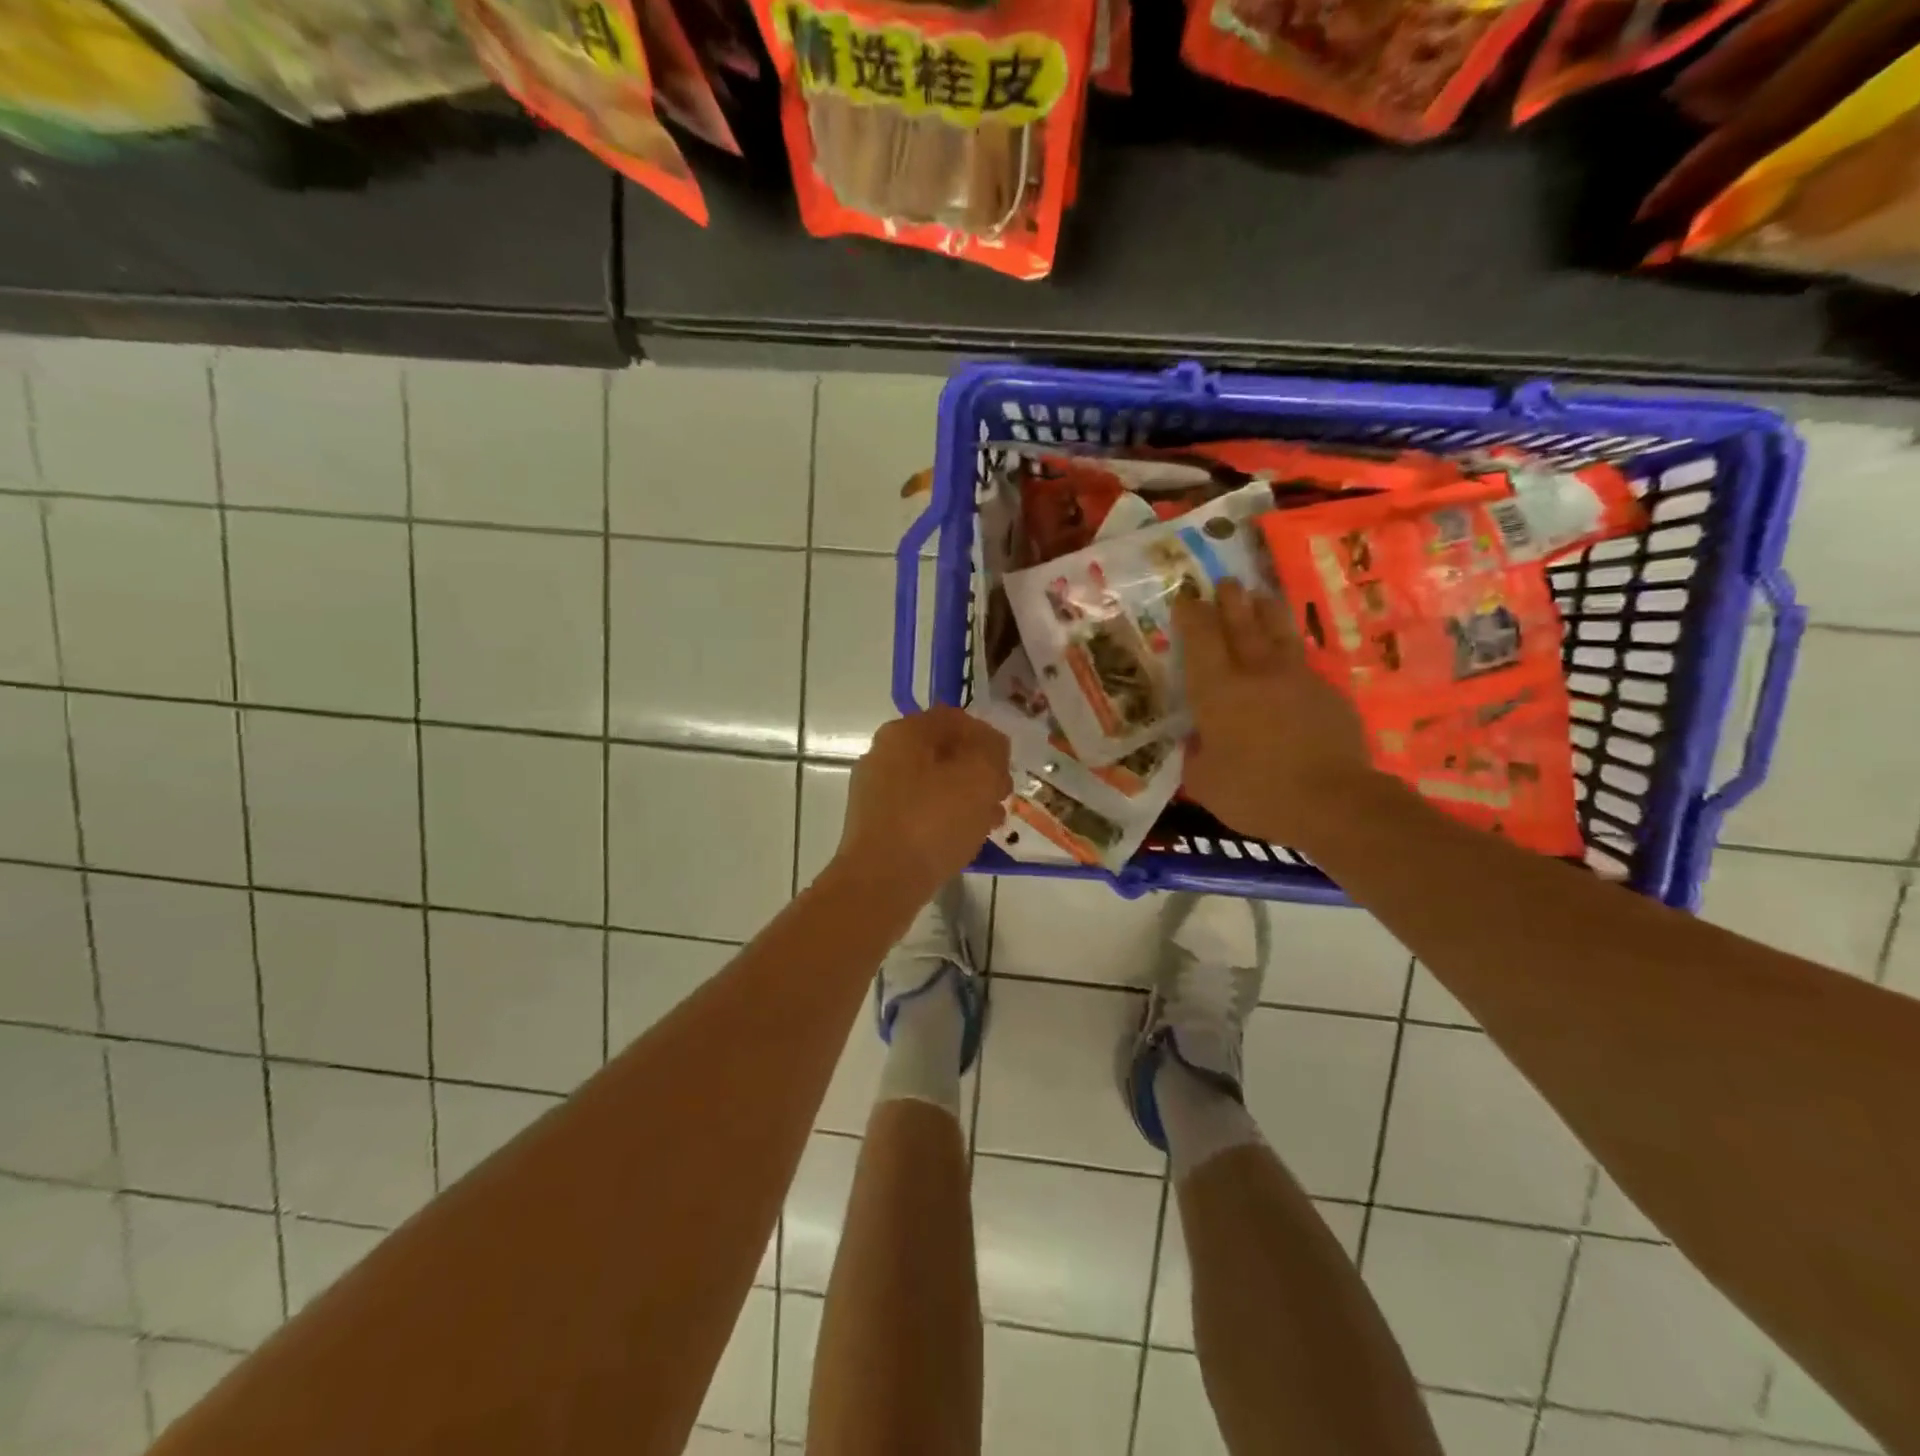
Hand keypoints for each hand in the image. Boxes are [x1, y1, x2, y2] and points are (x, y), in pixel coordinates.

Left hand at [836, 707, 1011, 901]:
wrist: (881, 883)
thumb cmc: (933, 821)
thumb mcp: (979, 776)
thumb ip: (992, 750)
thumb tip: (991, 746)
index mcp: (904, 733)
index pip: (955, 718)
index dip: (988, 737)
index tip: (1007, 765)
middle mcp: (883, 755)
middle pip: (943, 752)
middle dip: (978, 771)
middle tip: (1002, 795)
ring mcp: (875, 791)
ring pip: (933, 784)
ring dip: (966, 797)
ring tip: (991, 822)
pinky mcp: (876, 825)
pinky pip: (919, 811)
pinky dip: (944, 819)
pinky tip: (965, 840)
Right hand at [1175, 580, 1377, 845]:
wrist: (1332, 802)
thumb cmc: (1255, 793)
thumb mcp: (1204, 783)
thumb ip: (1196, 756)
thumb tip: (1199, 742)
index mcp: (1218, 690)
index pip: (1201, 637)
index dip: (1192, 614)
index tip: (1186, 600)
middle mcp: (1256, 672)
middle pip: (1242, 622)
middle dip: (1230, 599)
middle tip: (1224, 583)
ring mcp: (1297, 678)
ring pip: (1279, 632)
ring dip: (1266, 611)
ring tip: (1260, 597)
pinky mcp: (1328, 693)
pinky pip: (1304, 664)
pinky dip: (1291, 656)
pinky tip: (1289, 664)